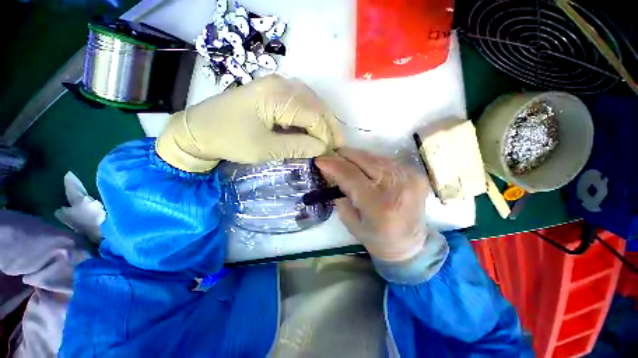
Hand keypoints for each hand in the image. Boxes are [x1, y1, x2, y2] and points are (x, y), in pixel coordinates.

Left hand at [156, 75, 342, 171]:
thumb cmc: (230, 140)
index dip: (325, 135)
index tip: (331, 153)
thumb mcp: (265, 148)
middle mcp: (280, 84)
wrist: (199, 130)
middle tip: (336, 145)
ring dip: (321, 121)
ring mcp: (276, 85)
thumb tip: (322, 148)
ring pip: (311, 102)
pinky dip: (310, 116)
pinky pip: (300, 102)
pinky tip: (312, 128)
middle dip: (329, 126)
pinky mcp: (273, 91)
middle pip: (316, 105)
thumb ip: (298, 146)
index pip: (313, 115)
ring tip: (327, 138)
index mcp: (276, 96)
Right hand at [315, 148, 429, 261]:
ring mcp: (408, 177)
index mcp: (377, 204)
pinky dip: (371, 161)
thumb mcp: (350, 221)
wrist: (409, 243)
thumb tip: (331, 173)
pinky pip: (385, 160)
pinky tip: (364, 167)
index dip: (333, 164)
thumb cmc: (376, 238)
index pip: (350, 175)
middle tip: (331, 157)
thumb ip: (339, 194)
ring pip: (374, 156)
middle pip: (363, 159)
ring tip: (345, 161)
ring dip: (356, 157)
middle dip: (343, 155)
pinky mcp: (415, 173)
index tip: (319, 160)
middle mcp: (395, 186)